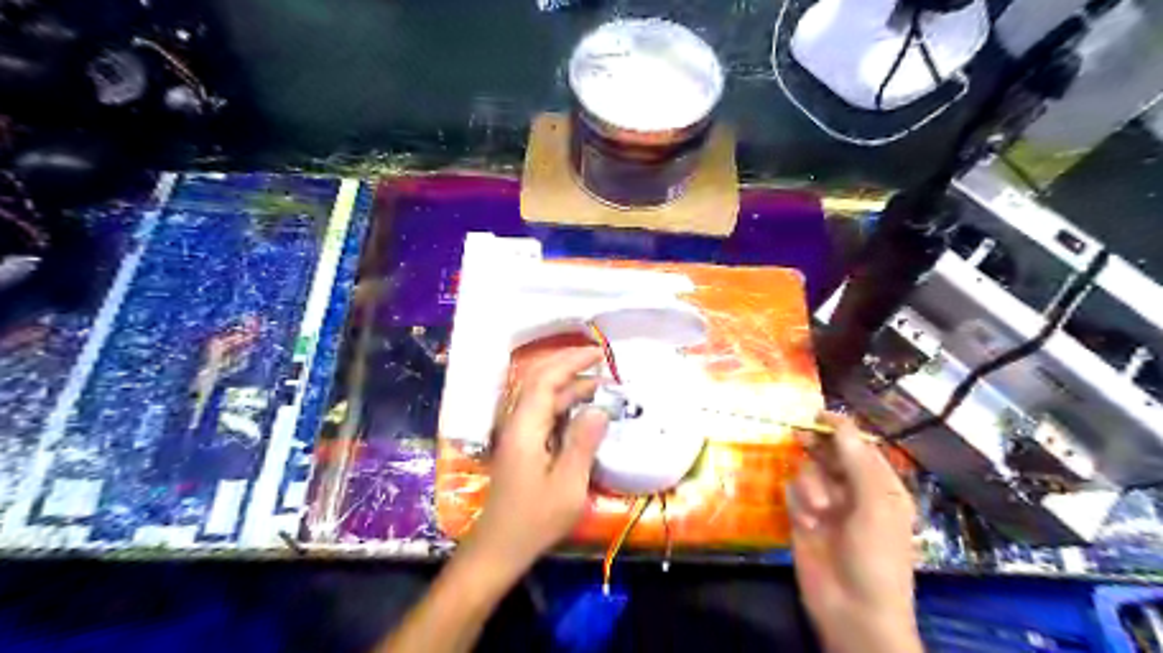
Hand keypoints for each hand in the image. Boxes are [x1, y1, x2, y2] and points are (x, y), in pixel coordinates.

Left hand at [466, 346, 607, 575]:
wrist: (499, 547)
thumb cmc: (534, 520)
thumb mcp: (568, 485)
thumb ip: (583, 443)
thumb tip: (600, 408)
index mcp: (525, 428)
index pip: (545, 379)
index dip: (571, 361)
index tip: (599, 353)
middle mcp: (517, 422)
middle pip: (539, 380)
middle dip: (569, 365)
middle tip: (601, 361)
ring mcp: (517, 433)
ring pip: (541, 396)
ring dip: (569, 385)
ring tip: (602, 386)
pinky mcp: (521, 444)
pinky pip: (542, 412)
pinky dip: (564, 403)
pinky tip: (583, 410)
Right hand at [791, 412, 917, 652]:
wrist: (852, 610)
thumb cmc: (876, 556)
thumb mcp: (874, 504)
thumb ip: (856, 460)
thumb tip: (839, 422)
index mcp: (881, 486)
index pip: (860, 446)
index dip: (841, 429)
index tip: (817, 414)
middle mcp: (854, 490)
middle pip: (830, 454)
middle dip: (817, 447)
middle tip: (799, 435)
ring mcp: (827, 505)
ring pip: (809, 472)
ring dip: (810, 486)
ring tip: (818, 511)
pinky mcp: (803, 517)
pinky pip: (794, 492)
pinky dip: (798, 502)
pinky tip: (806, 521)